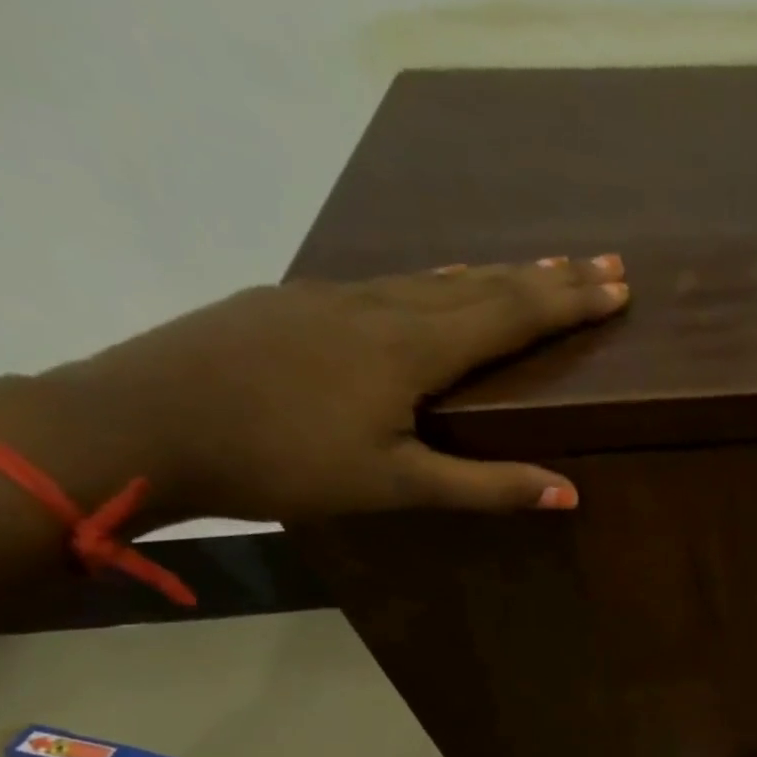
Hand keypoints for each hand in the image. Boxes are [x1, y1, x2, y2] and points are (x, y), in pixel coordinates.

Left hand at [0, 257, 629, 523]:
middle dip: (550, 276)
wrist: (137, 422)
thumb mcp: (394, 486)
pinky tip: (444, 282)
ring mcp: (334, 297)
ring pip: (438, 277)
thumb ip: (486, 486)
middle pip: (484, 283)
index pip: (512, 314)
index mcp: (412, 347)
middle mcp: (382, 307)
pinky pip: (393, 282)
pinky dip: (442, 280)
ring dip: (500, 274)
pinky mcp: (297, 302)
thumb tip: (571, 493)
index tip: (619, 287)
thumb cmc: (282, 461)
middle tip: (604, 262)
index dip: (569, 302)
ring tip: (542, 268)